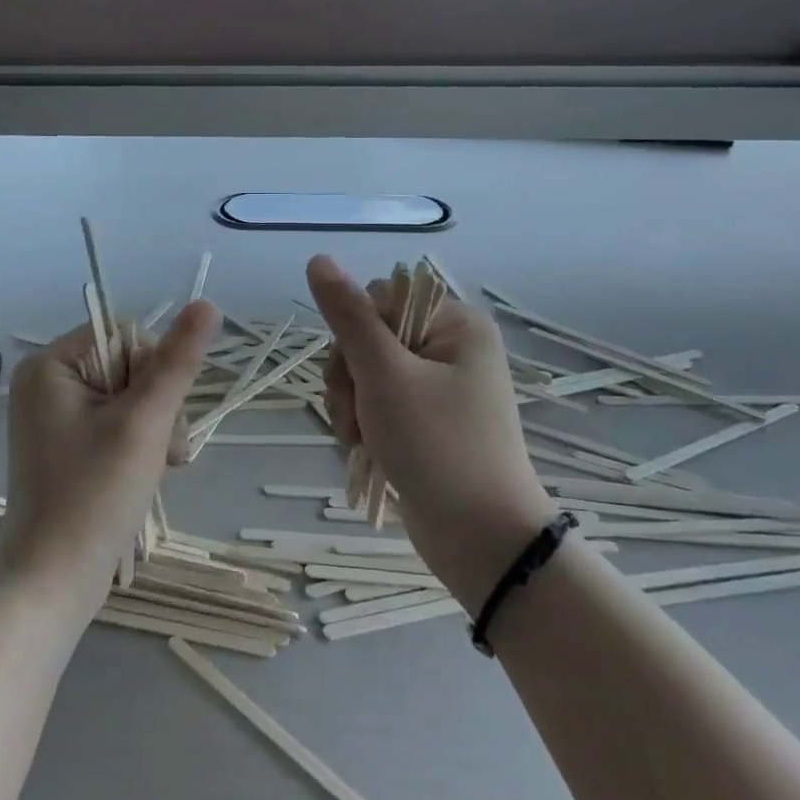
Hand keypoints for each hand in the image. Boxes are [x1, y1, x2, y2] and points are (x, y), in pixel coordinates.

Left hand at [0, 300, 220, 615]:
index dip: (156, 368)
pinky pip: (118, 423)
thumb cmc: (93, 496)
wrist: (52, 583)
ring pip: (132, 397)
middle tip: (168, 452)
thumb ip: (177, 362)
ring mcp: (55, 417)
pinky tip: (151, 473)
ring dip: (158, 428)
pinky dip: (142, 444)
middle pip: (130, 366)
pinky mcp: (68, 446)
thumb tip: (207, 305)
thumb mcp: (144, 422)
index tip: (161, 414)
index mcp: (52, 365)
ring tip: (162, 468)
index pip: (125, 334)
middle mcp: (48, 383)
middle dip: (160, 406)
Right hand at [306, 255, 555, 611]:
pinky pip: (377, 403)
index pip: (380, 298)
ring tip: (359, 440)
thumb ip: (349, 316)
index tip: (356, 373)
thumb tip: (318, 259)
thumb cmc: (437, 447)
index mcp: (455, 324)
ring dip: (350, 405)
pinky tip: (364, 450)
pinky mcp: (426, 421)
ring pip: (365, 373)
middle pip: (368, 337)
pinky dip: (363, 424)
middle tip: (354, 415)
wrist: (480, 540)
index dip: (355, 332)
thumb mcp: (385, 375)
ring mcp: (439, 387)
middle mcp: (450, 348)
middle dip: (349, 378)